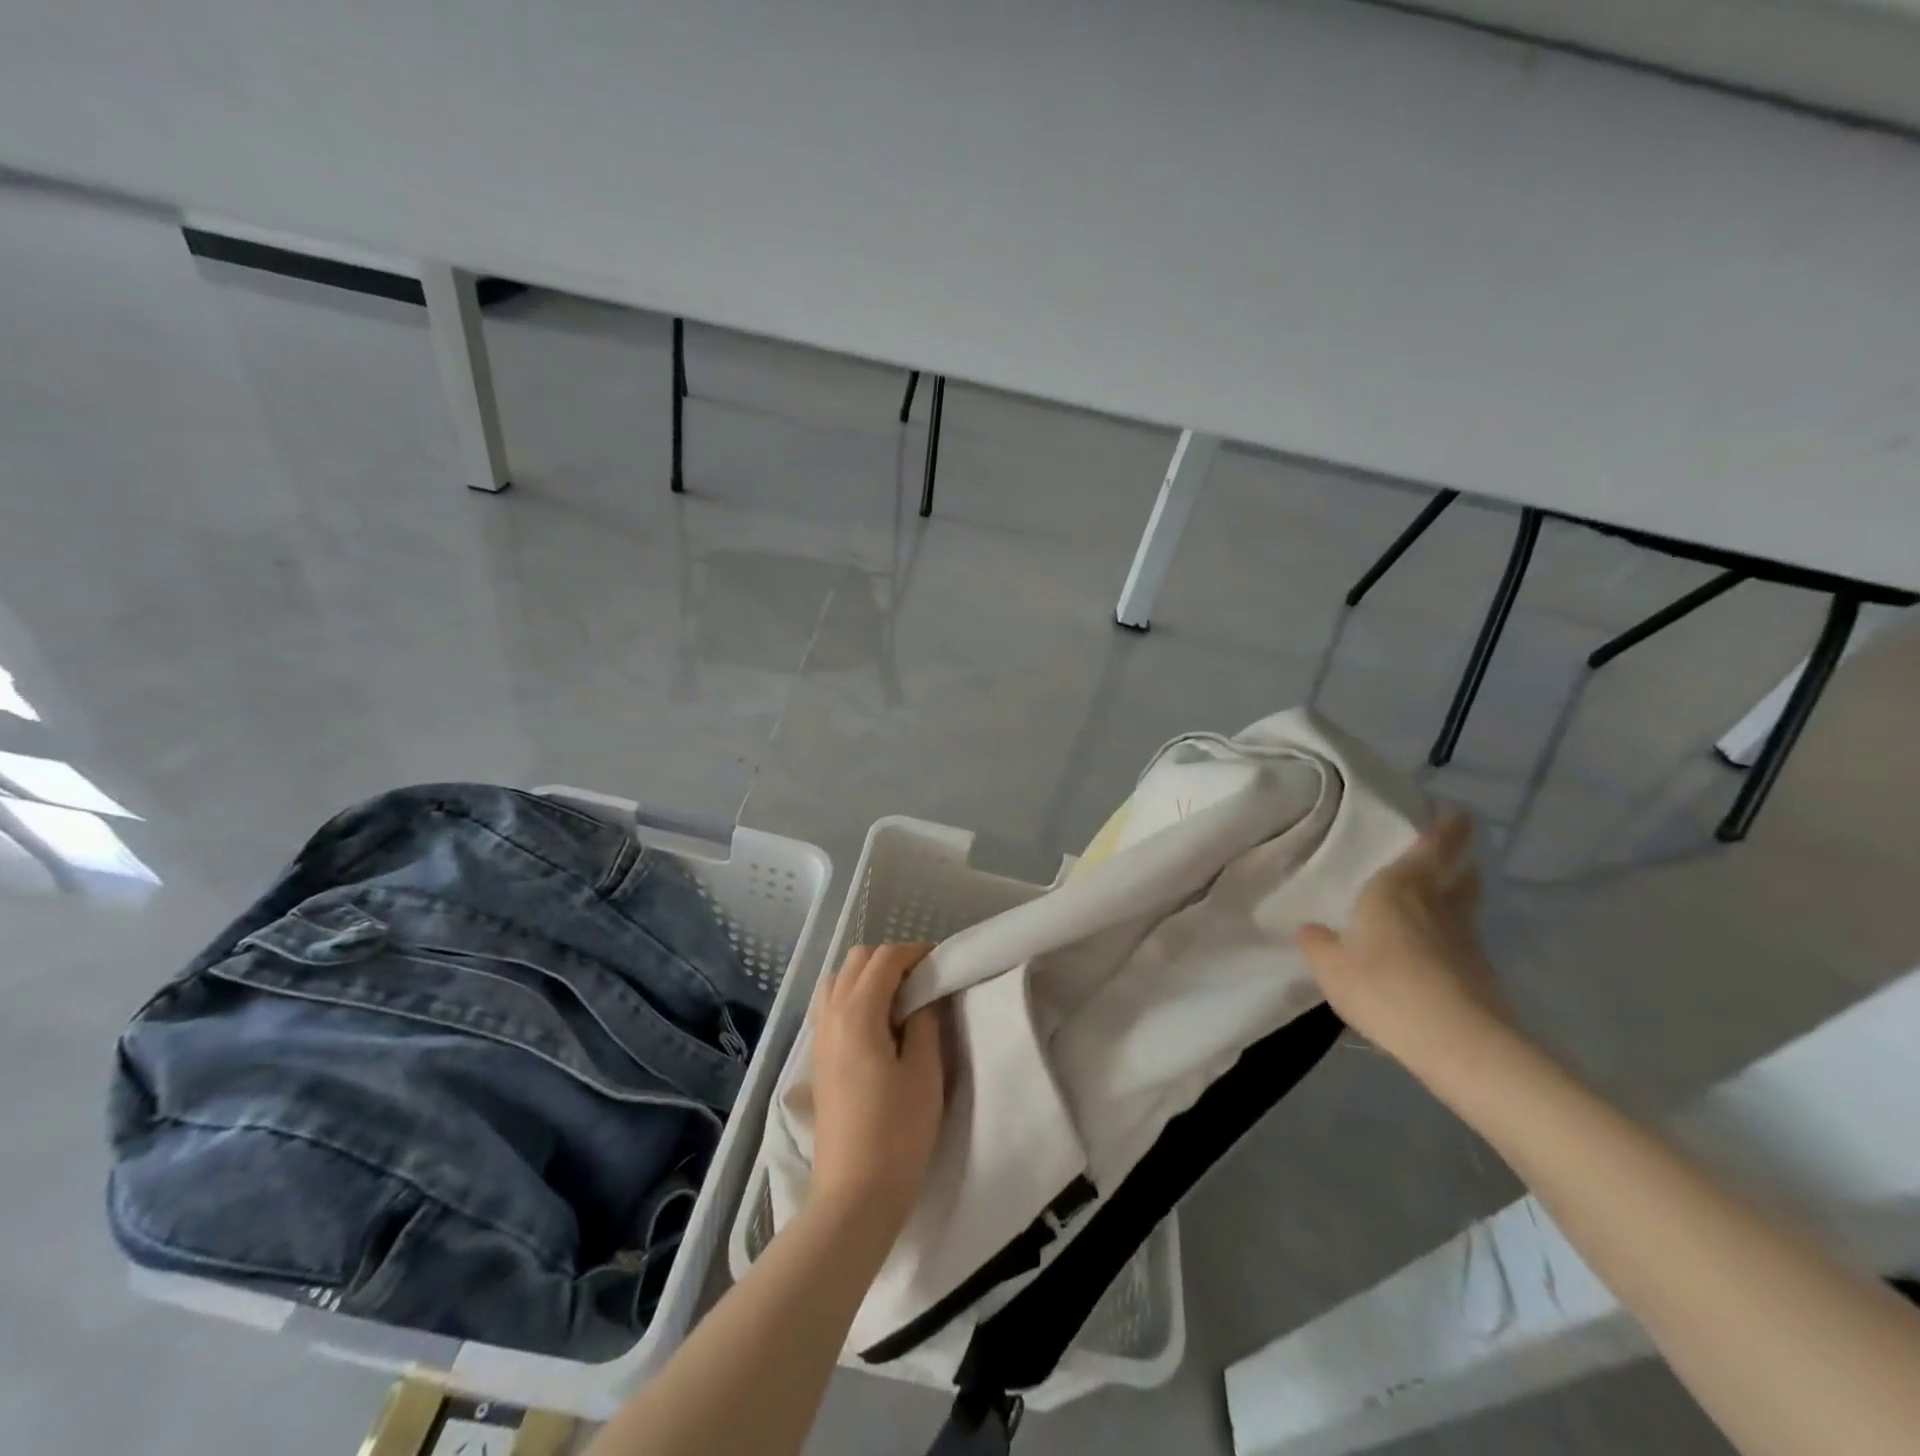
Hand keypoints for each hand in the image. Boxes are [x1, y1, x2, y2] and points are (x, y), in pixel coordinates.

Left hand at [808, 944, 945, 1237]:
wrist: (854, 1195)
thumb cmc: (897, 1132)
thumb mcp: (924, 1072)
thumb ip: (924, 1022)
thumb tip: (924, 995)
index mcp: (858, 1012)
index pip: (885, 959)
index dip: (915, 953)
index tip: (942, 964)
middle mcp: (831, 1015)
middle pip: (857, 961)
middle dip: (890, 959)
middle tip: (923, 981)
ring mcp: (819, 1037)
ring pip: (839, 980)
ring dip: (868, 976)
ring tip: (900, 1000)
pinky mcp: (818, 1059)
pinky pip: (831, 1005)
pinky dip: (853, 997)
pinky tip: (877, 1025)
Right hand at [1296, 810, 1512, 1077]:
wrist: (1460, 1044)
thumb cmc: (1385, 988)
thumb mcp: (1331, 968)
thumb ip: (1317, 943)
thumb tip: (1310, 929)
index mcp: (1399, 889)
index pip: (1433, 845)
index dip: (1447, 825)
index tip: (1455, 810)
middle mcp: (1438, 904)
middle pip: (1459, 872)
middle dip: (1456, 858)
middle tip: (1443, 852)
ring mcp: (1466, 938)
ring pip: (1464, 904)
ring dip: (1456, 894)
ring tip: (1436, 896)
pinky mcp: (1480, 971)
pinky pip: (1462, 938)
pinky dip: (1451, 933)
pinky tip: (1432, 948)